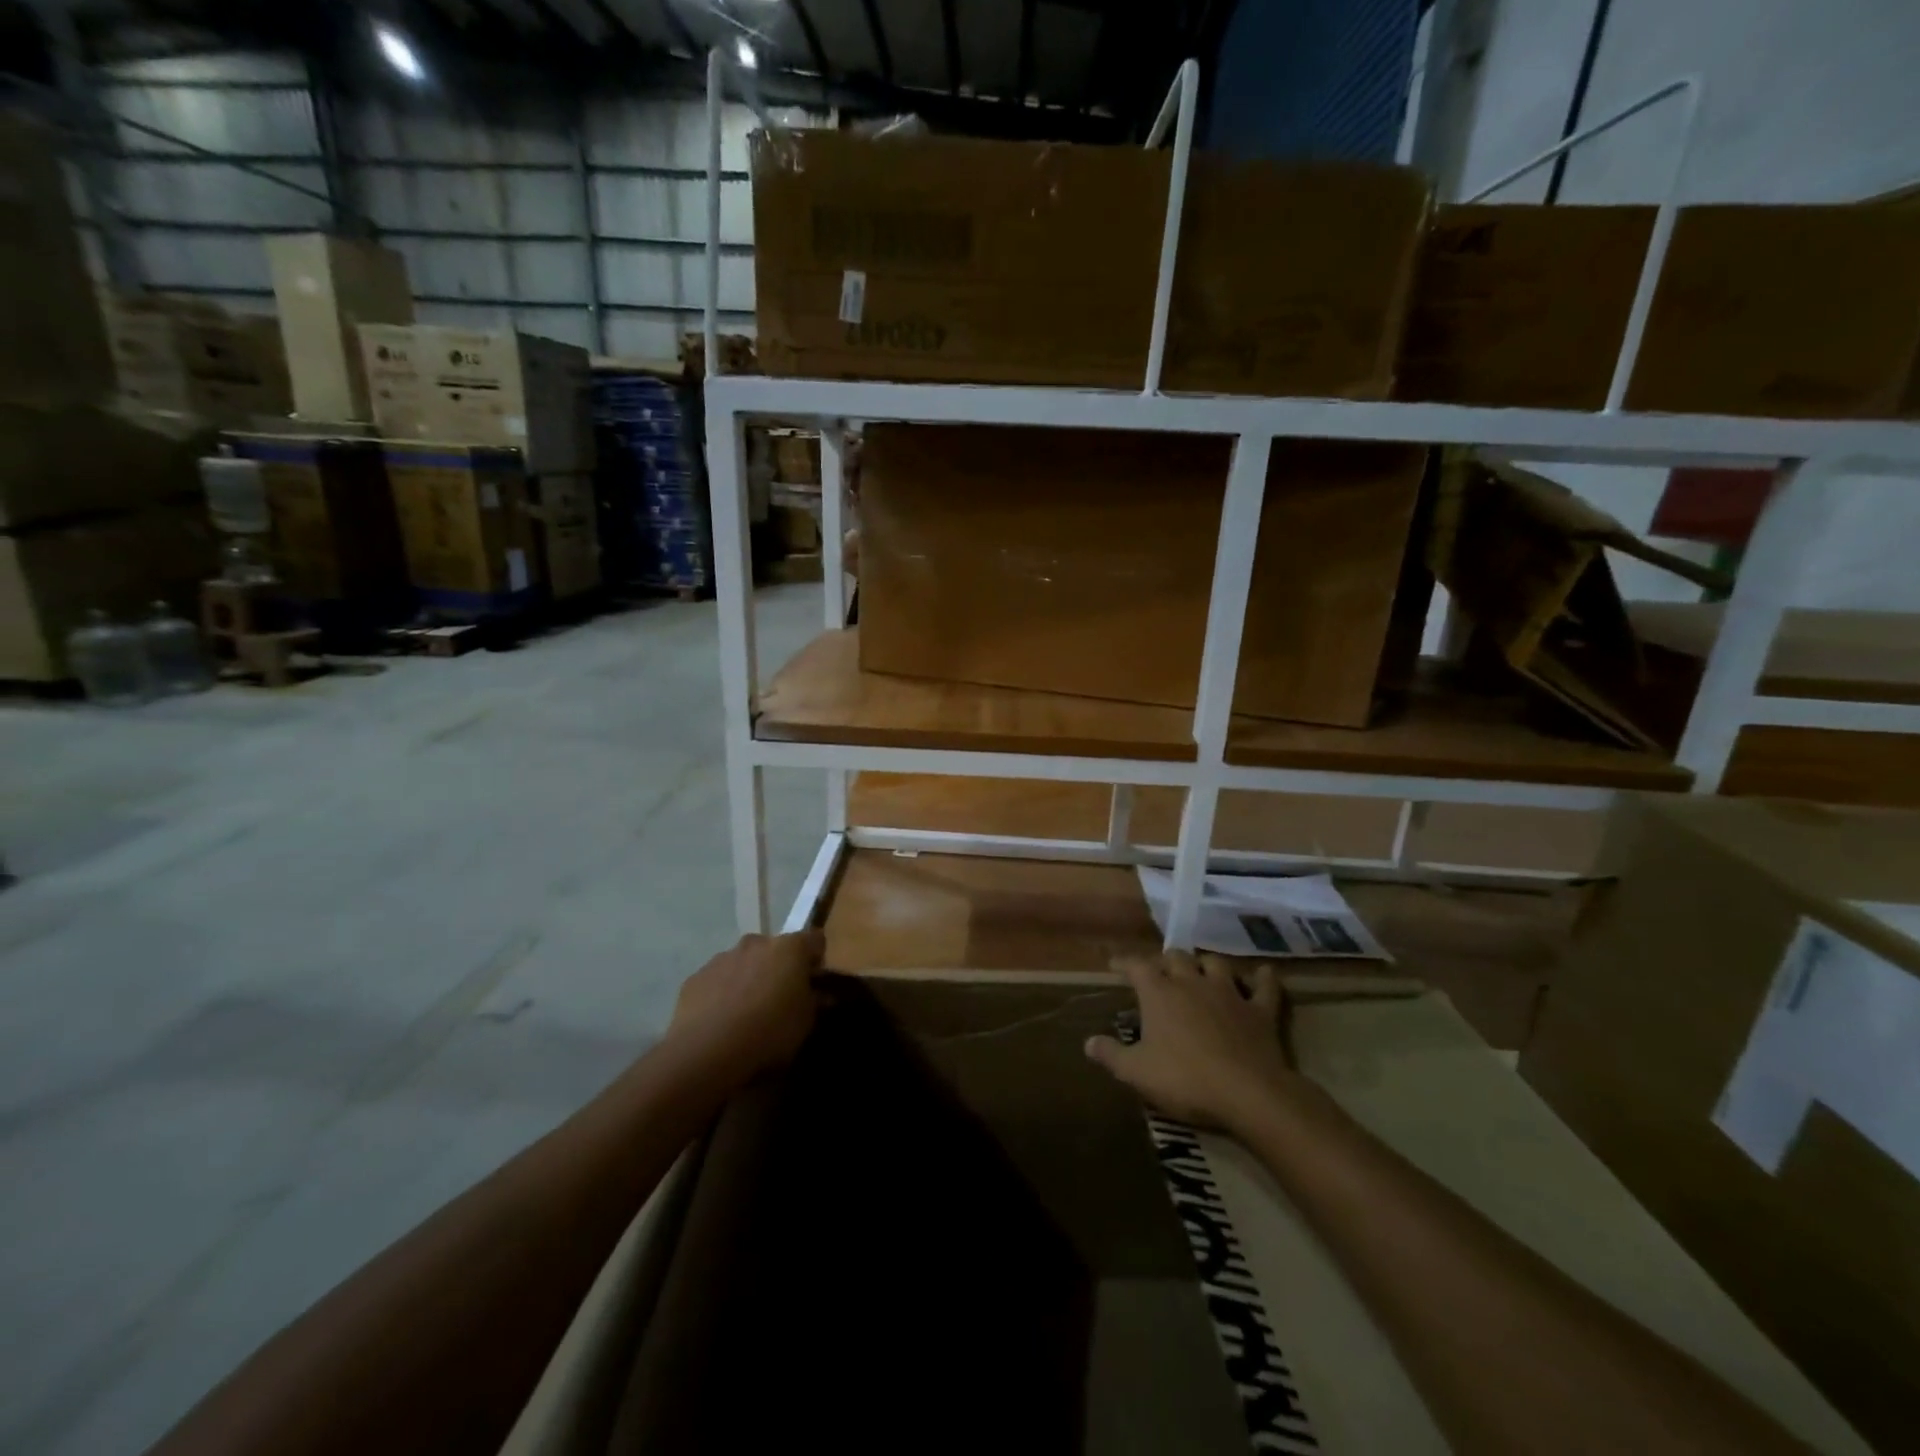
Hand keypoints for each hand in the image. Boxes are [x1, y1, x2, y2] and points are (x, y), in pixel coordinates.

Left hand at [669, 929, 824, 1082]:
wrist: (707, 1051)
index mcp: (789, 948)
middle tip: (780, 999)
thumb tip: (820, 994)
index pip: (814, 940)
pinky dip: (722, 993)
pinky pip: (717, 980)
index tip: (815, 982)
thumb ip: (814, 1002)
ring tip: (748, 1014)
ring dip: (749, 978)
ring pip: (744, 962)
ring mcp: (722, 957)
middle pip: (775, 949)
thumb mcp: (806, 1022)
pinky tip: (721, 1021)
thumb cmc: (769, 1032)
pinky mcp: (695, 977)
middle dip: (779, 968)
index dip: (816, 960)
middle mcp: (756, 943)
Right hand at [1085, 952, 1297, 1131]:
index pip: (1136, 966)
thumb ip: (1110, 1055)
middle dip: (1165, 961)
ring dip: (1206, 964)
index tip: (1115, 965)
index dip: (1124, 963)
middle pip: (1176, 957)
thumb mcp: (1137, 1073)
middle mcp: (1192, 983)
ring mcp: (1229, 993)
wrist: (1248, 1093)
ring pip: (1215, 963)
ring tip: (1201, 971)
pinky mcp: (1259, 1010)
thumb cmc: (1185, 1079)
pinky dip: (1264, 978)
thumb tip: (1088, 1042)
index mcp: (1159, 993)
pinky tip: (1264, 973)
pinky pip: (1265, 987)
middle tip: (1160, 972)